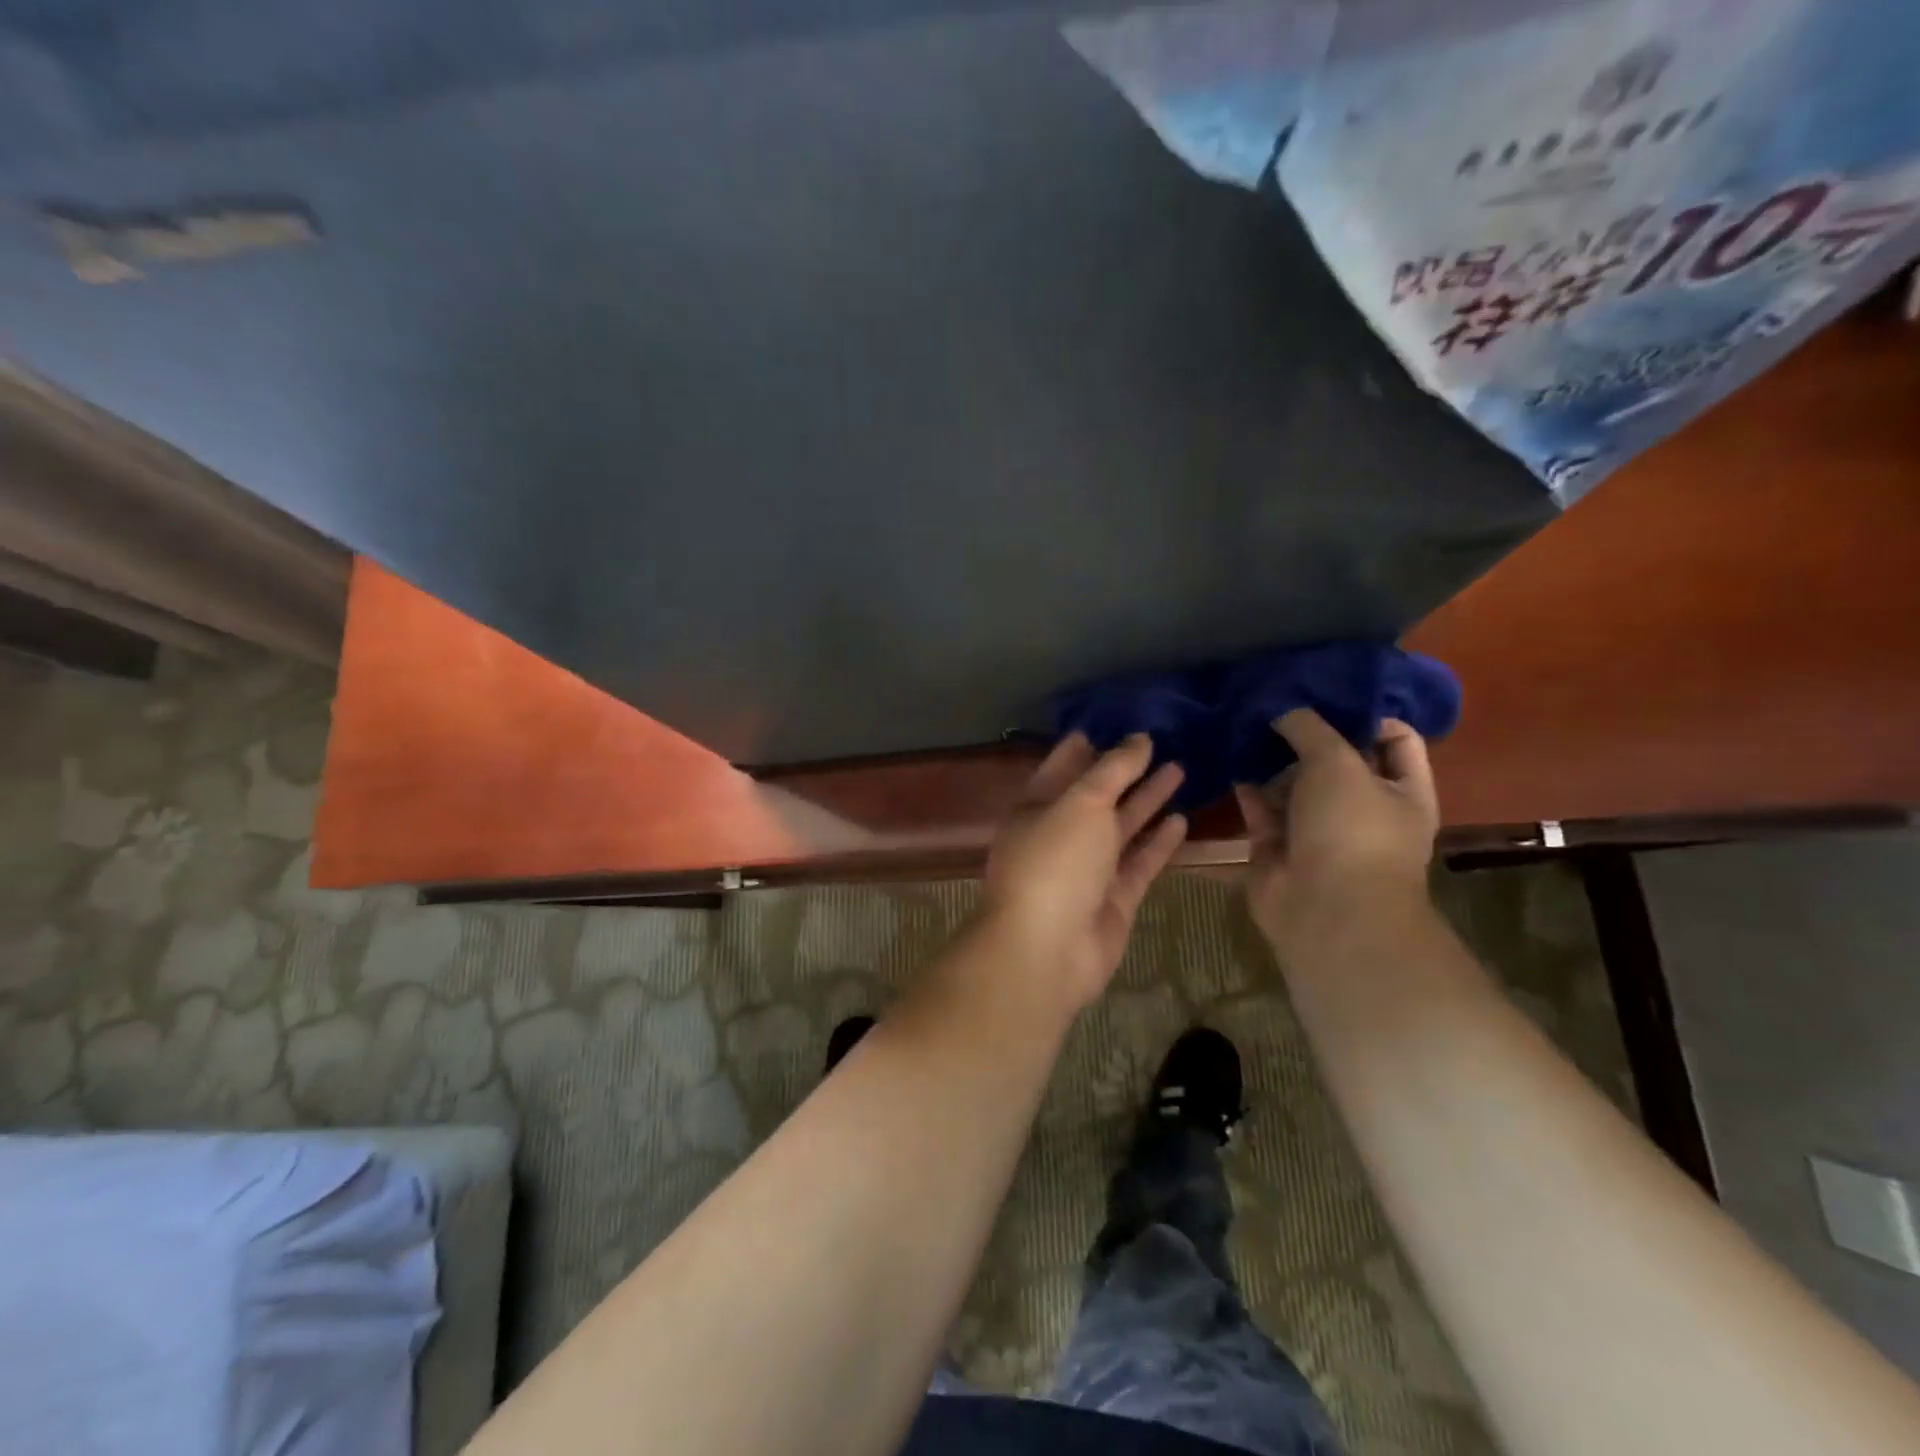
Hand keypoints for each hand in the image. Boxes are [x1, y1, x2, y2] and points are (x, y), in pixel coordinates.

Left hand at [980, 733, 1188, 1011]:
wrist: (1046, 950)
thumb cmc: (1055, 862)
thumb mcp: (1081, 803)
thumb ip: (1113, 770)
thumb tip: (1138, 739)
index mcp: (1037, 807)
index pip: (1063, 766)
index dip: (1088, 745)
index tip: (1116, 721)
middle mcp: (1060, 834)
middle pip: (1097, 795)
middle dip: (1126, 770)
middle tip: (1161, 741)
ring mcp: (1087, 869)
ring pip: (1122, 827)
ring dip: (1148, 800)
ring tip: (1181, 769)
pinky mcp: (1114, 899)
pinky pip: (1139, 862)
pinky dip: (1159, 842)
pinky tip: (1183, 819)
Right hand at [1234, 709, 1438, 956]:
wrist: (1324, 909)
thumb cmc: (1350, 829)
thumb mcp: (1337, 761)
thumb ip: (1310, 728)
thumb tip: (1283, 709)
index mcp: (1402, 791)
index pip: (1395, 738)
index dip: (1366, 713)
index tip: (1326, 692)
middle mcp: (1362, 809)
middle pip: (1336, 760)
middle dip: (1307, 734)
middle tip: (1273, 702)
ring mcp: (1318, 831)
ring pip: (1294, 785)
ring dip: (1271, 759)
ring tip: (1243, 723)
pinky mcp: (1278, 847)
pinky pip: (1261, 809)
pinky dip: (1247, 787)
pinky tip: (1229, 759)